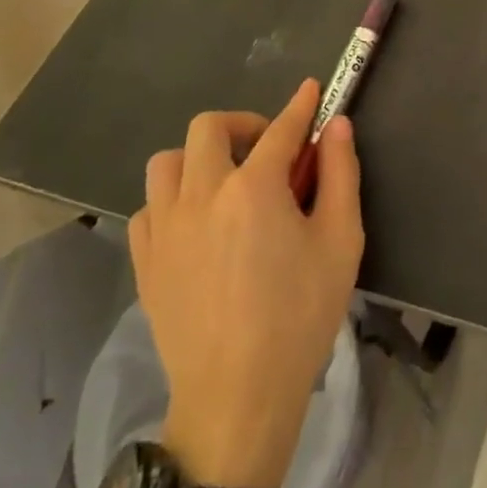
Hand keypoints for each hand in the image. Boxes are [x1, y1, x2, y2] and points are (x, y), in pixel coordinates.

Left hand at [129, 79, 363, 487]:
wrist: (238, 396)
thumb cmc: (300, 316)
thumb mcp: (341, 241)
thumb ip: (340, 174)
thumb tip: (336, 126)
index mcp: (254, 188)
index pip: (280, 129)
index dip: (300, 106)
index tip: (312, 90)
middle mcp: (202, 195)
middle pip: (208, 128)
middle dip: (243, 124)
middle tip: (267, 147)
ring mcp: (165, 228)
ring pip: (168, 162)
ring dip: (199, 158)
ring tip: (226, 183)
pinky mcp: (145, 261)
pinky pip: (149, 208)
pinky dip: (173, 200)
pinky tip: (196, 224)